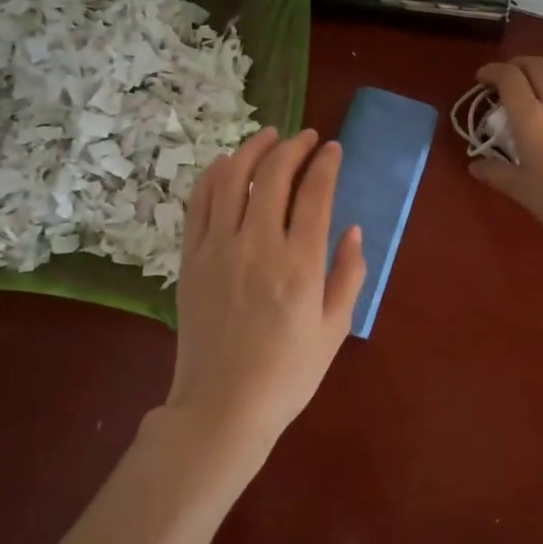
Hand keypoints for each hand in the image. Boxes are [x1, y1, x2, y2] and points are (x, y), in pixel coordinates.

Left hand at [166, 128, 365, 452]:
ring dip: (253, 149)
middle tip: (307, 137)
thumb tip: (352, 229)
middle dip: (294, 146)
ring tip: (269, 136)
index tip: (333, 148)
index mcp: (300, 264)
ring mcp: (218, 248)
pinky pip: (200, 202)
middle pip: (273, 174)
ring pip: (232, 178)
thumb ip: (349, 274)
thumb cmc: (288, 374)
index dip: (326, 163)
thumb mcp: (335, 329)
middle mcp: (258, 245)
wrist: (222, 407)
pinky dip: (215, 174)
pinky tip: (227, 164)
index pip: (315, 193)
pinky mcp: (191, 258)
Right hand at [470, 57, 542, 257]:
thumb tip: (476, 166)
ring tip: (535, 95)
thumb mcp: (522, 190)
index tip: (482, 79)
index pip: (510, 78)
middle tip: (505, 81)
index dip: (492, 71)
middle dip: (517, 65)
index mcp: (532, 120)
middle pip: (537, 66)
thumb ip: (497, 172)